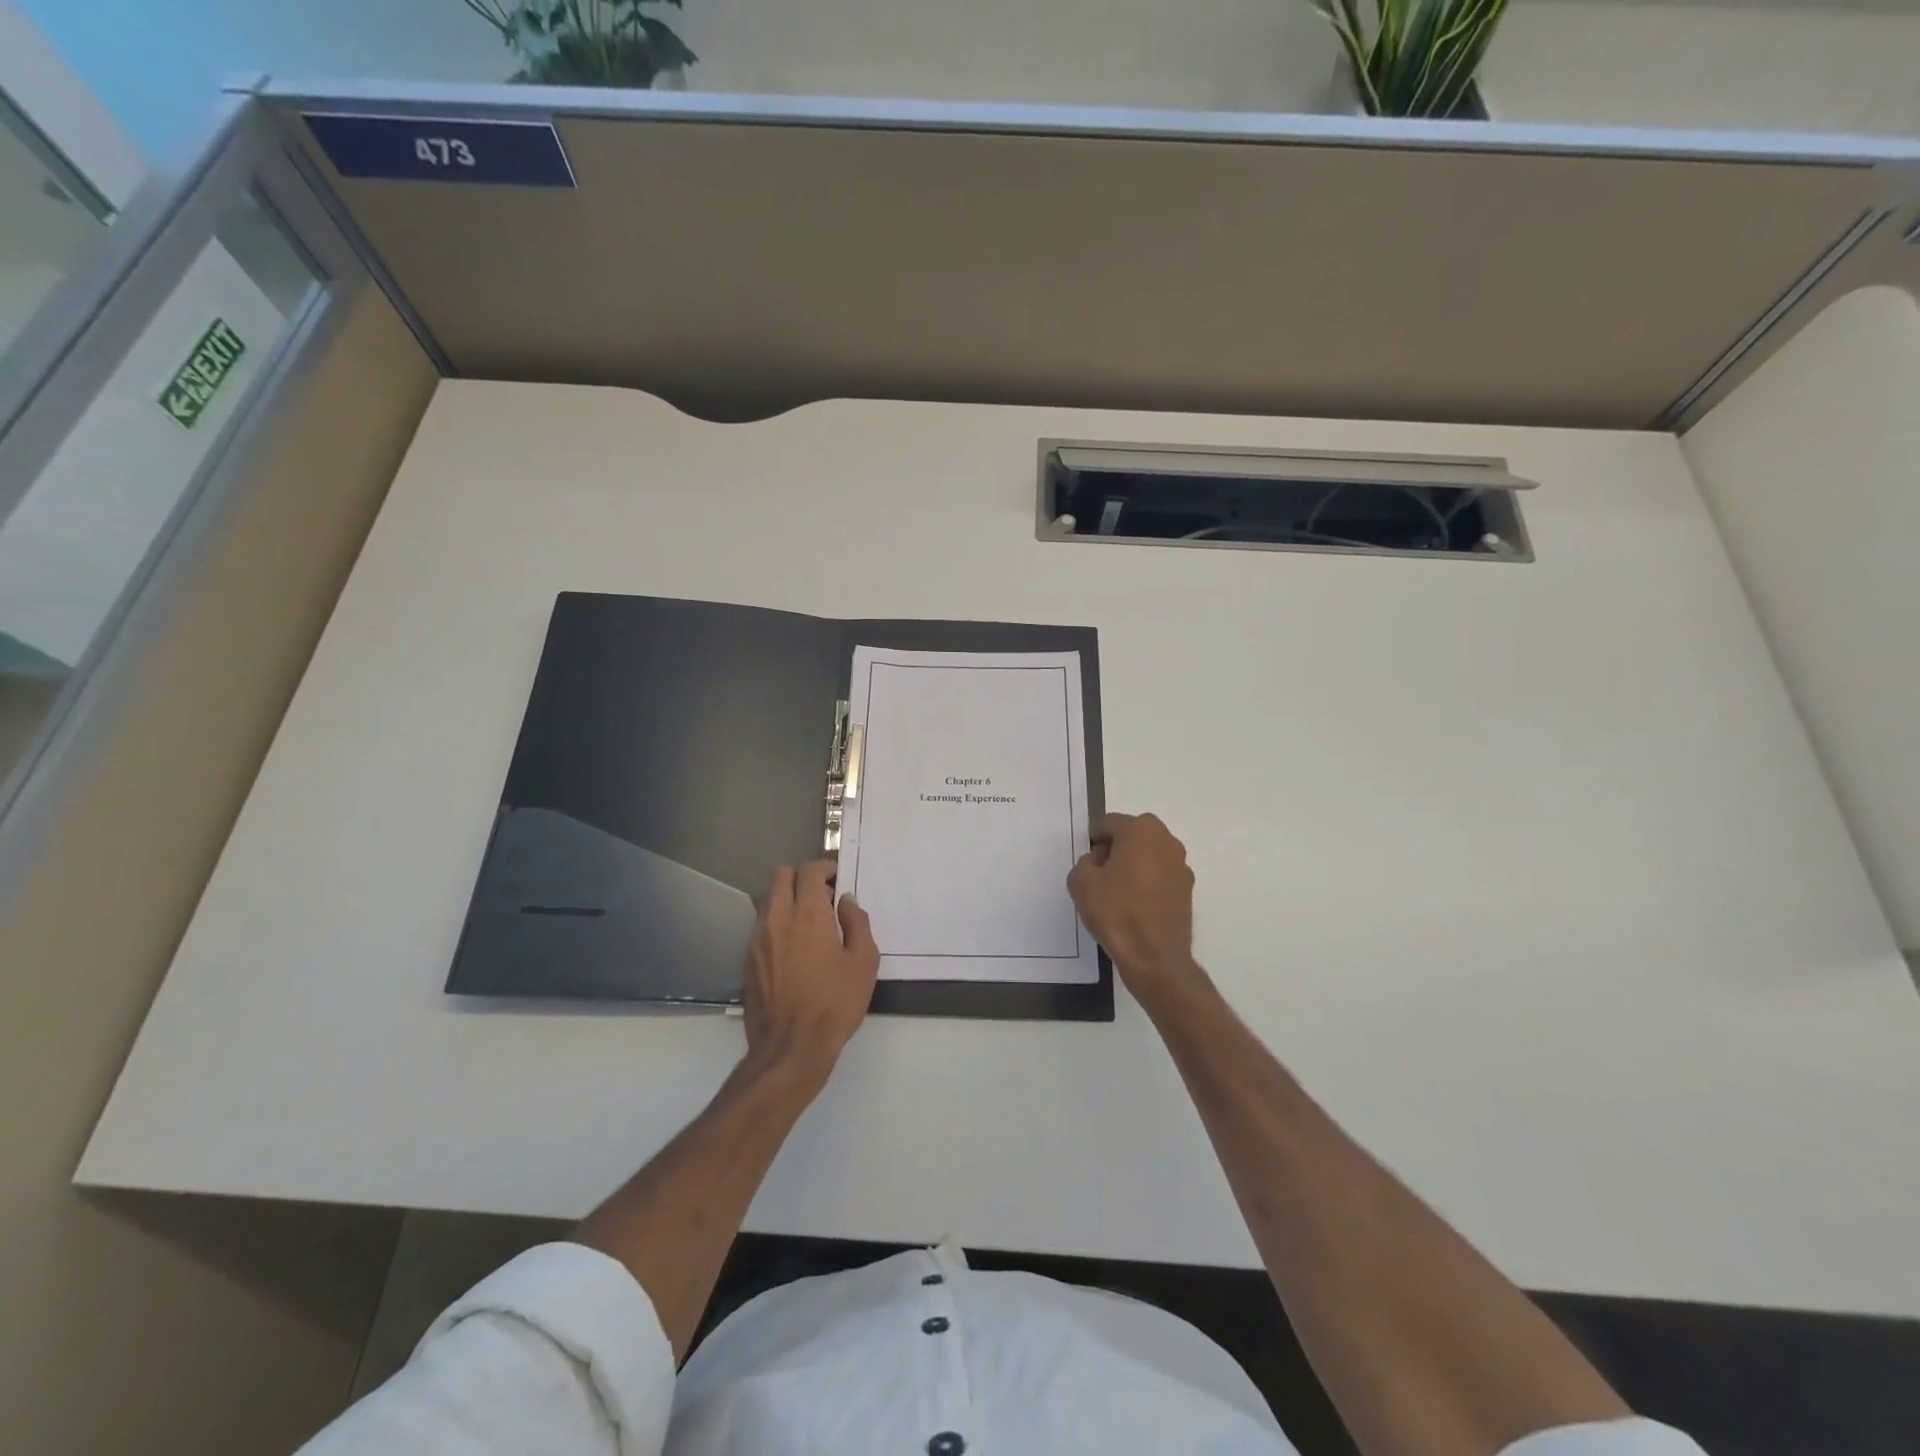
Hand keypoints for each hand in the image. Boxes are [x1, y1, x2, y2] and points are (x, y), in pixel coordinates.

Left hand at [742, 861, 879, 1086]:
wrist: (790, 1049)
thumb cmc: (834, 1005)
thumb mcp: (864, 963)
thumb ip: (857, 923)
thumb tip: (846, 902)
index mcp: (809, 915)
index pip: (809, 871)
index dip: (824, 868)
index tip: (837, 879)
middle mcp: (778, 919)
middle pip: (780, 875)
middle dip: (801, 876)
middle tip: (821, 894)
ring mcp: (757, 939)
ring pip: (767, 898)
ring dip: (786, 898)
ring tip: (807, 921)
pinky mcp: (747, 959)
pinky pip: (760, 925)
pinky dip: (776, 923)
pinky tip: (792, 948)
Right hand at [1068, 813, 1201, 1001]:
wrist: (1154, 957)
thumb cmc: (1115, 912)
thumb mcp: (1080, 882)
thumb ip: (1086, 861)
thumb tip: (1100, 861)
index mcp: (1140, 830)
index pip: (1108, 823)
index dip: (1093, 841)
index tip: (1087, 863)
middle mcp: (1166, 840)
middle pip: (1133, 834)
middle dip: (1116, 848)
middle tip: (1101, 875)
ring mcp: (1181, 865)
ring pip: (1149, 854)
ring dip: (1134, 864)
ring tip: (1118, 892)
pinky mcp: (1188, 889)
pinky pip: (1161, 874)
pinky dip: (1148, 882)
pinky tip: (1136, 906)